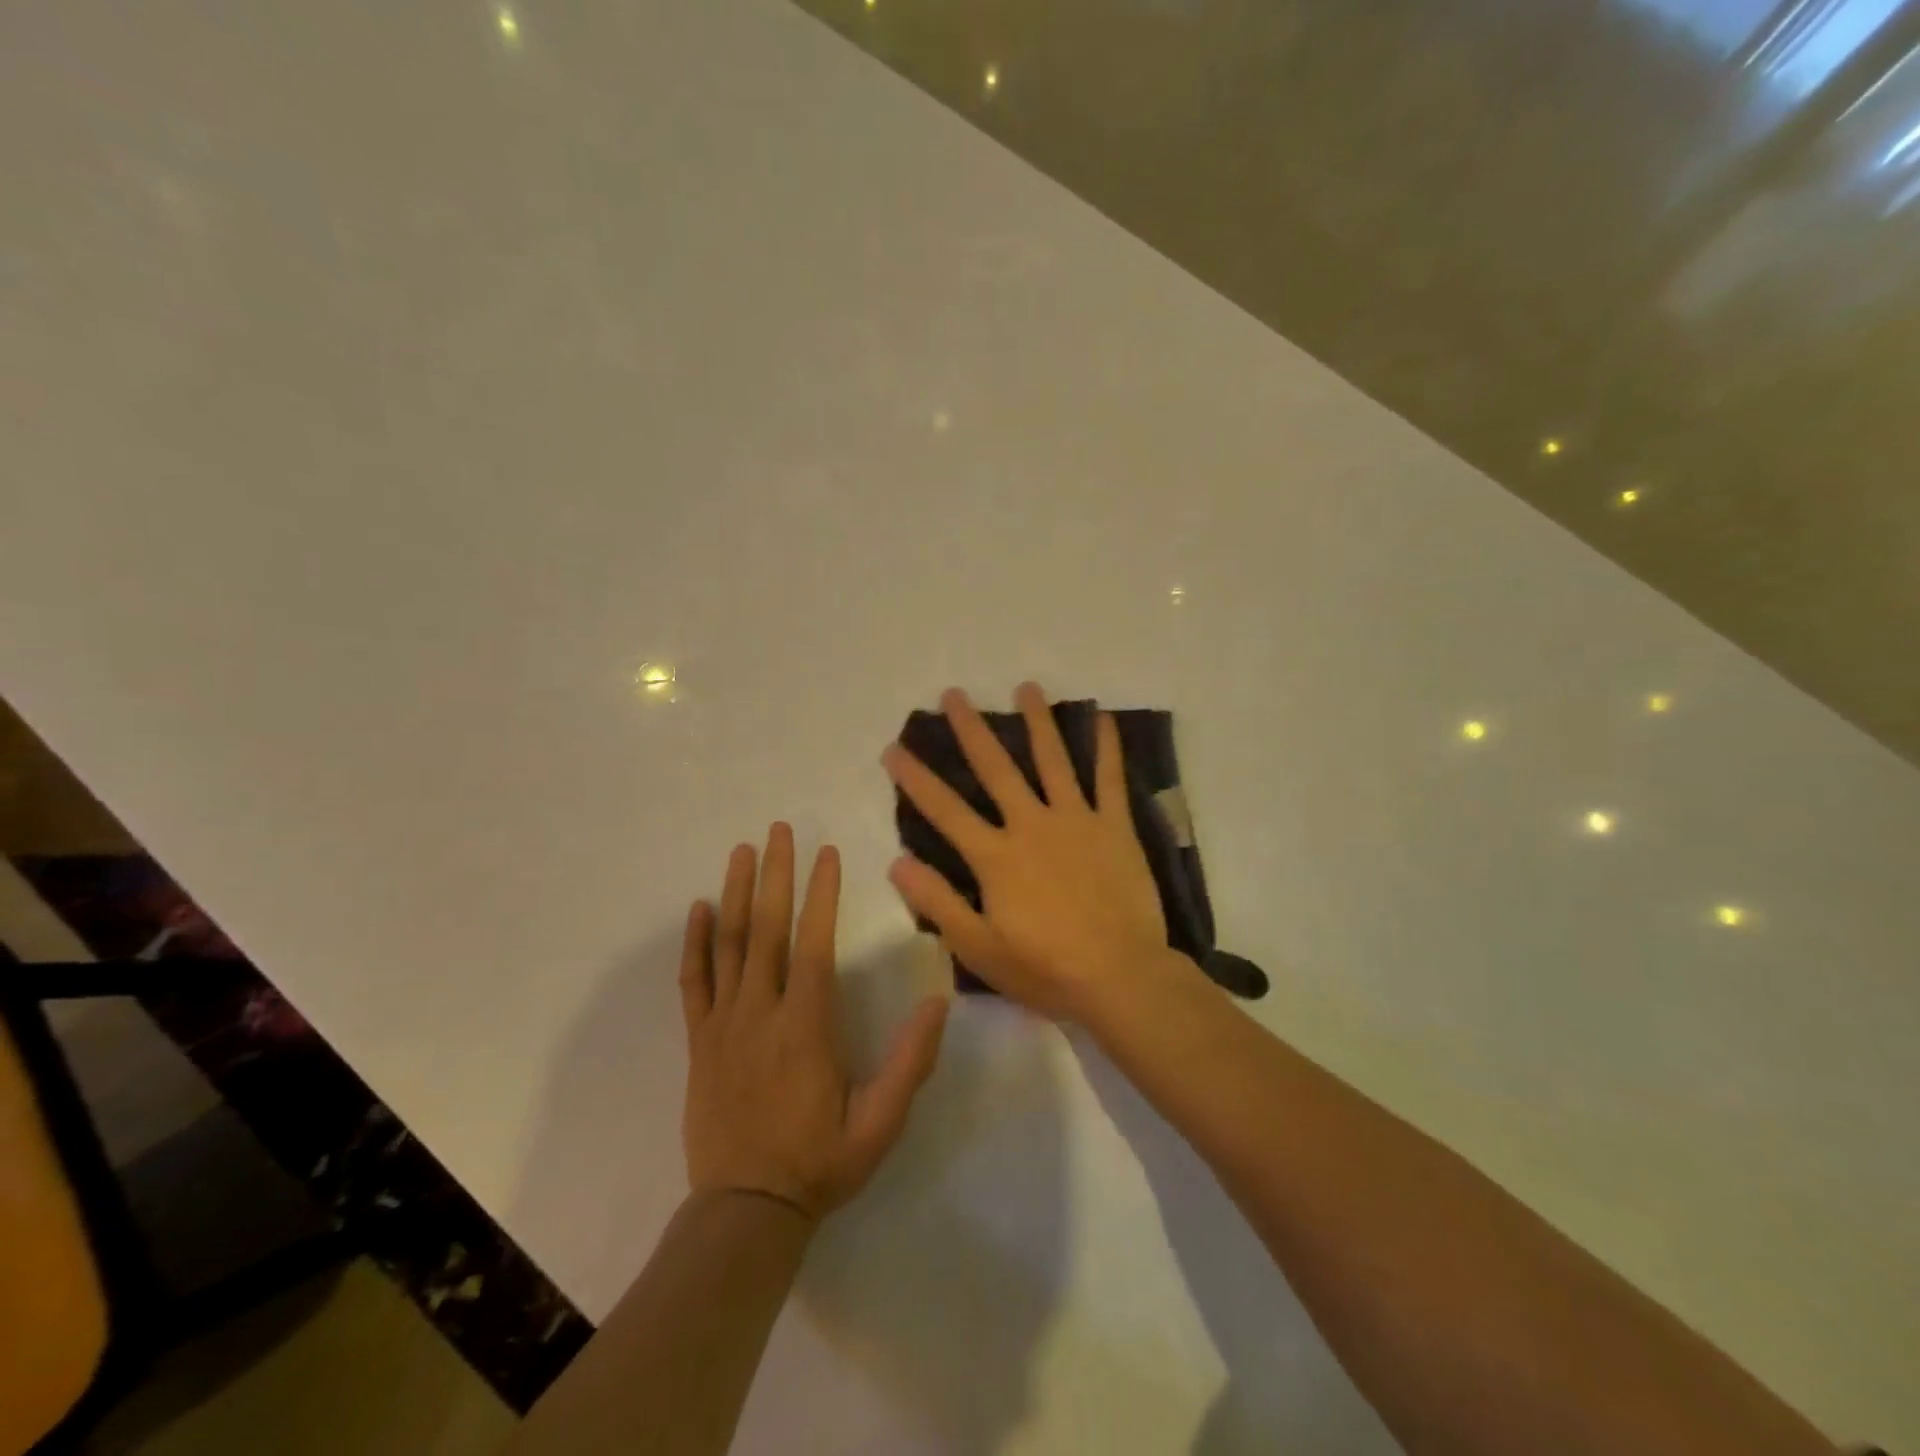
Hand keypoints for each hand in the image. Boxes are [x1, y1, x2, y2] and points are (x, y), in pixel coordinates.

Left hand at [680, 823, 948, 1220]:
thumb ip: (910, 1062)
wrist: (745, 1213)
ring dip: (734, 893)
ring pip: (728, 945)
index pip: (814, 943)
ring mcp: (724, 1025)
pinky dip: (695, 943)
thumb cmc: (819, 1164)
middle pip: (766, 929)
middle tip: (778, 830)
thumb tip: (940, 1003)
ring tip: (740, 851)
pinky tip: (698, 909)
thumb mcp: (879, 1123)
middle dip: (774, 874)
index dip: (821, 894)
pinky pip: (693, 983)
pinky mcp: (699, 1042)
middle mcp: (761, 1012)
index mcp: (806, 1026)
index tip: (826, 852)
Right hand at [882, 683, 1185, 1021]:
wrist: (1120, 977)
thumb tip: (897, 862)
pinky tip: (1102, 717)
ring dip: (1037, 722)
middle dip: (970, 730)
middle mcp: (1031, 825)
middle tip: (954, 695)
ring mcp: (1076, 820)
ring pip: (1053, 760)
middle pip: (996, 768)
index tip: (894, 748)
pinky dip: (1107, 747)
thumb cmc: (1045, 969)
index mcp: (995, 856)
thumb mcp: (978, 947)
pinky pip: (1110, 779)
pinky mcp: (1115, 827)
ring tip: (1026, 687)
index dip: (916, 778)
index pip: (945, 810)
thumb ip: (937, 902)